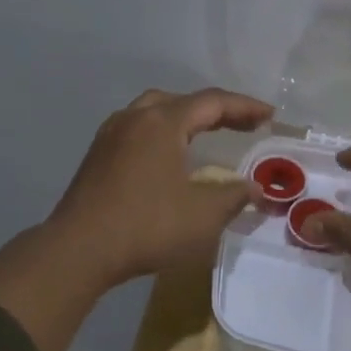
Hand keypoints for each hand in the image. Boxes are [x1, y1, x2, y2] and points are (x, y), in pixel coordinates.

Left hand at [47, 87, 272, 289]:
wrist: (80, 249)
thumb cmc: (147, 226)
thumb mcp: (203, 215)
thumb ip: (234, 196)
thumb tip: (255, 188)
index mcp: (162, 122)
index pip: (212, 102)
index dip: (245, 107)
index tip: (270, 116)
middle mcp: (134, 118)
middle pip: (181, 101)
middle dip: (215, 111)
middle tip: (241, 125)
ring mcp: (110, 136)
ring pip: (153, 113)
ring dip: (184, 120)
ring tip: (205, 136)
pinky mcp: (96, 157)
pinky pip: (136, 132)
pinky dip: (161, 135)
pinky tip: (167, 158)